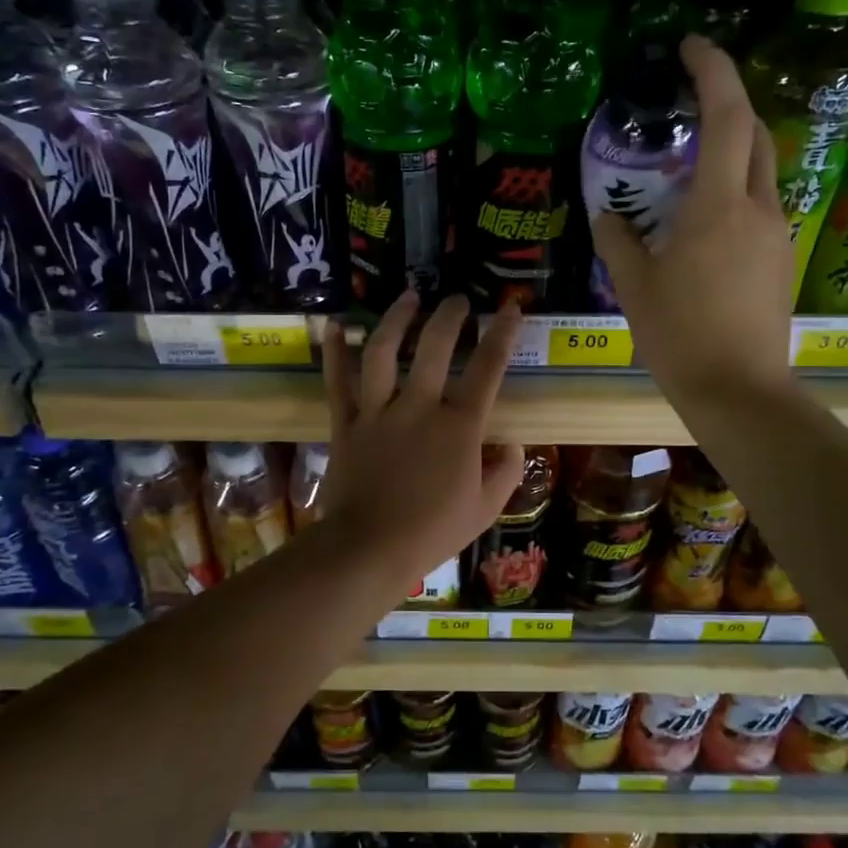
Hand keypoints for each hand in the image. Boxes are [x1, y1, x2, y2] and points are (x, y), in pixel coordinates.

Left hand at [319, 291, 524, 595]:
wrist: (369, 549)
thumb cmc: (433, 531)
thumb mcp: (486, 508)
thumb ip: (505, 470)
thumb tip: (511, 442)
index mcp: (459, 426)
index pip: (487, 368)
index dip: (502, 333)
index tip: (510, 306)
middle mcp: (419, 407)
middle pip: (435, 346)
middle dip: (450, 315)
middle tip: (458, 300)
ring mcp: (378, 412)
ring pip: (384, 351)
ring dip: (397, 319)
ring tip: (409, 297)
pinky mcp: (346, 423)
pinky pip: (337, 381)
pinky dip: (336, 352)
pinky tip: (338, 325)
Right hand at [592, 35, 793, 405]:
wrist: (740, 391)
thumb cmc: (680, 336)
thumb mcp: (634, 288)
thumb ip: (618, 241)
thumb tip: (607, 215)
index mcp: (717, 207)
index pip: (727, 116)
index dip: (713, 70)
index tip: (690, 46)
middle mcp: (757, 209)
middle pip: (755, 134)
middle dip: (728, 103)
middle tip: (689, 102)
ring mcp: (777, 235)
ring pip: (761, 171)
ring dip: (732, 151)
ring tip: (690, 166)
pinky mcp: (781, 261)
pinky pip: (760, 207)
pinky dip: (735, 192)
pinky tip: (704, 221)